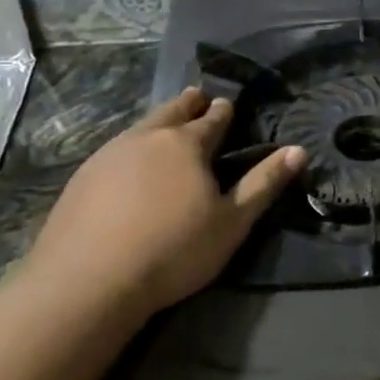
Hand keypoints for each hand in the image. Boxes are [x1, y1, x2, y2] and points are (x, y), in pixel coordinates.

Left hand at [24, 88, 304, 320]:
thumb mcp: (232, 222)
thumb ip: (264, 183)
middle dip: (187, 104)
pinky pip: (114, 150)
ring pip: (140, 127)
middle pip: (171, 112)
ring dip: (157, 122)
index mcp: (186, 145)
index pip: (212, 119)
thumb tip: (298, 150)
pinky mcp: (81, 178)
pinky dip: (130, 147)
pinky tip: (129, 163)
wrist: (87, 282)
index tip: (227, 102)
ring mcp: (108, 156)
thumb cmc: (174, 250)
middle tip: (196, 96)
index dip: (222, 111)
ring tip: (165, 124)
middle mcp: (146, 139)